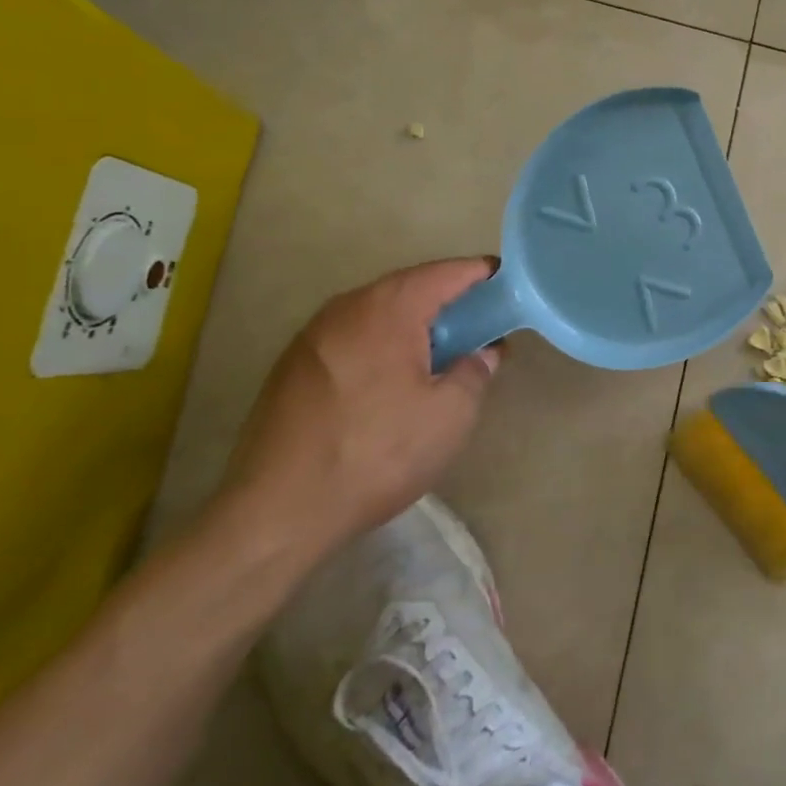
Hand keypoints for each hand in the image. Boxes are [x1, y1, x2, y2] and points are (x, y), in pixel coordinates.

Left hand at [221, 259, 503, 561]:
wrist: (276, 512)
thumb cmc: (377, 453)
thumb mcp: (450, 415)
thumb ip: (475, 372)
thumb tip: (483, 352)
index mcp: (388, 309)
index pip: (445, 272)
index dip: (481, 274)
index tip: (508, 286)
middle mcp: (345, 308)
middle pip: (408, 287)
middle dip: (448, 300)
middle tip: (481, 326)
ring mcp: (312, 337)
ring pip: (377, 313)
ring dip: (413, 324)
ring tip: (441, 354)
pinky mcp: (292, 368)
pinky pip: (352, 338)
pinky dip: (382, 344)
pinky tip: (393, 381)